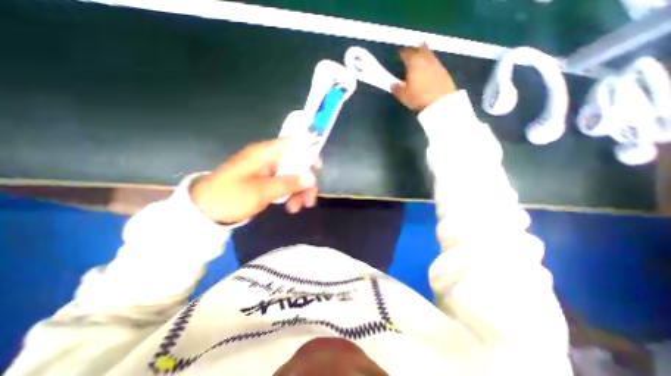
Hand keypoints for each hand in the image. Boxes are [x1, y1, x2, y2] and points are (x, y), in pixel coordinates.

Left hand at [190, 139, 319, 224]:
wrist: (205, 211)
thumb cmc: (231, 196)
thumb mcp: (262, 191)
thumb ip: (288, 183)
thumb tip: (312, 178)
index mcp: (265, 153)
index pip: (293, 143)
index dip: (308, 151)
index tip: (318, 168)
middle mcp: (268, 159)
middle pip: (296, 163)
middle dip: (305, 181)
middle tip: (309, 200)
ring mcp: (267, 171)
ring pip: (292, 176)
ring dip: (298, 191)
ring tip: (296, 208)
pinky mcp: (266, 182)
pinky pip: (284, 184)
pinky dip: (290, 195)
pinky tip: (290, 207)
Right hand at [392, 42, 458, 109]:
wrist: (440, 102)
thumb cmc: (419, 98)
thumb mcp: (404, 96)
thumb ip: (397, 89)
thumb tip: (392, 84)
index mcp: (414, 63)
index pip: (407, 53)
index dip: (402, 53)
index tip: (399, 54)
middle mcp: (425, 59)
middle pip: (420, 49)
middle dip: (415, 49)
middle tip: (411, 52)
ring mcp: (436, 64)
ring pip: (429, 54)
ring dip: (424, 54)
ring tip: (420, 58)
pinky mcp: (444, 70)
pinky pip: (435, 62)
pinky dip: (430, 63)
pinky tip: (429, 69)